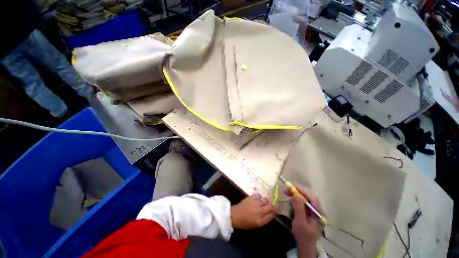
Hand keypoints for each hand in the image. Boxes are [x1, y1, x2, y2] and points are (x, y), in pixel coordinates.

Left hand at [230, 194, 274, 229]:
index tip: (272, 211)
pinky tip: (257, 199)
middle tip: (268, 205)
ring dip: (265, 201)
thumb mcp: (256, 225)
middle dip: (271, 205)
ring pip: (265, 199)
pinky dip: (259, 197)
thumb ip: (264, 219)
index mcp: (261, 221)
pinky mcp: (251, 197)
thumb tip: (270, 214)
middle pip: (270, 206)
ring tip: (262, 202)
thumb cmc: (245, 222)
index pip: (272, 215)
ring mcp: (255, 203)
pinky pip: (259, 195)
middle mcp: (260, 212)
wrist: (235, 215)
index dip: (273, 212)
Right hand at [285, 188, 324, 257]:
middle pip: (309, 198)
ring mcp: (315, 213)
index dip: (303, 192)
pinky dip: (298, 200)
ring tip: (288, 193)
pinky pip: (304, 204)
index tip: (293, 187)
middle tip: (288, 190)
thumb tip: (295, 194)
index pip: (312, 199)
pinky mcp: (310, 214)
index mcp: (319, 214)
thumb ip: (299, 208)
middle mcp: (319, 212)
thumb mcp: (300, 221)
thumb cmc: (303, 235)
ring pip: (306, 200)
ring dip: (297, 196)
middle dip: (298, 193)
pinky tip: (292, 199)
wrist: (305, 246)